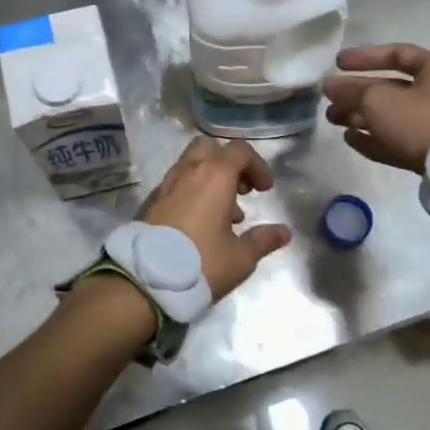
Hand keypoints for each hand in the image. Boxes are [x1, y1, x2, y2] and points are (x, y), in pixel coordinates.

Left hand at [137, 137, 291, 297]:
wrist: (144, 280)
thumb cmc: (201, 263)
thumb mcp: (240, 257)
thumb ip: (263, 240)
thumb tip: (284, 232)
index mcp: (214, 176)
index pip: (240, 151)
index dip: (257, 166)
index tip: (265, 190)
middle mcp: (188, 171)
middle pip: (210, 149)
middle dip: (229, 164)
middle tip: (241, 191)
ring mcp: (165, 184)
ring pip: (191, 165)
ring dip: (210, 179)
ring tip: (224, 215)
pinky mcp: (150, 200)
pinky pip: (176, 183)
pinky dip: (192, 192)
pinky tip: (198, 224)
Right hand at [324, 43, 429, 173]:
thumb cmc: (420, 119)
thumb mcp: (379, 99)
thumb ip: (352, 92)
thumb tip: (333, 88)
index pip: (397, 54)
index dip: (365, 57)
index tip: (338, 64)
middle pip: (391, 88)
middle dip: (357, 92)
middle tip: (329, 97)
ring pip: (391, 116)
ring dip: (360, 116)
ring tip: (333, 119)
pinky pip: (397, 140)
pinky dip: (374, 138)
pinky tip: (350, 138)